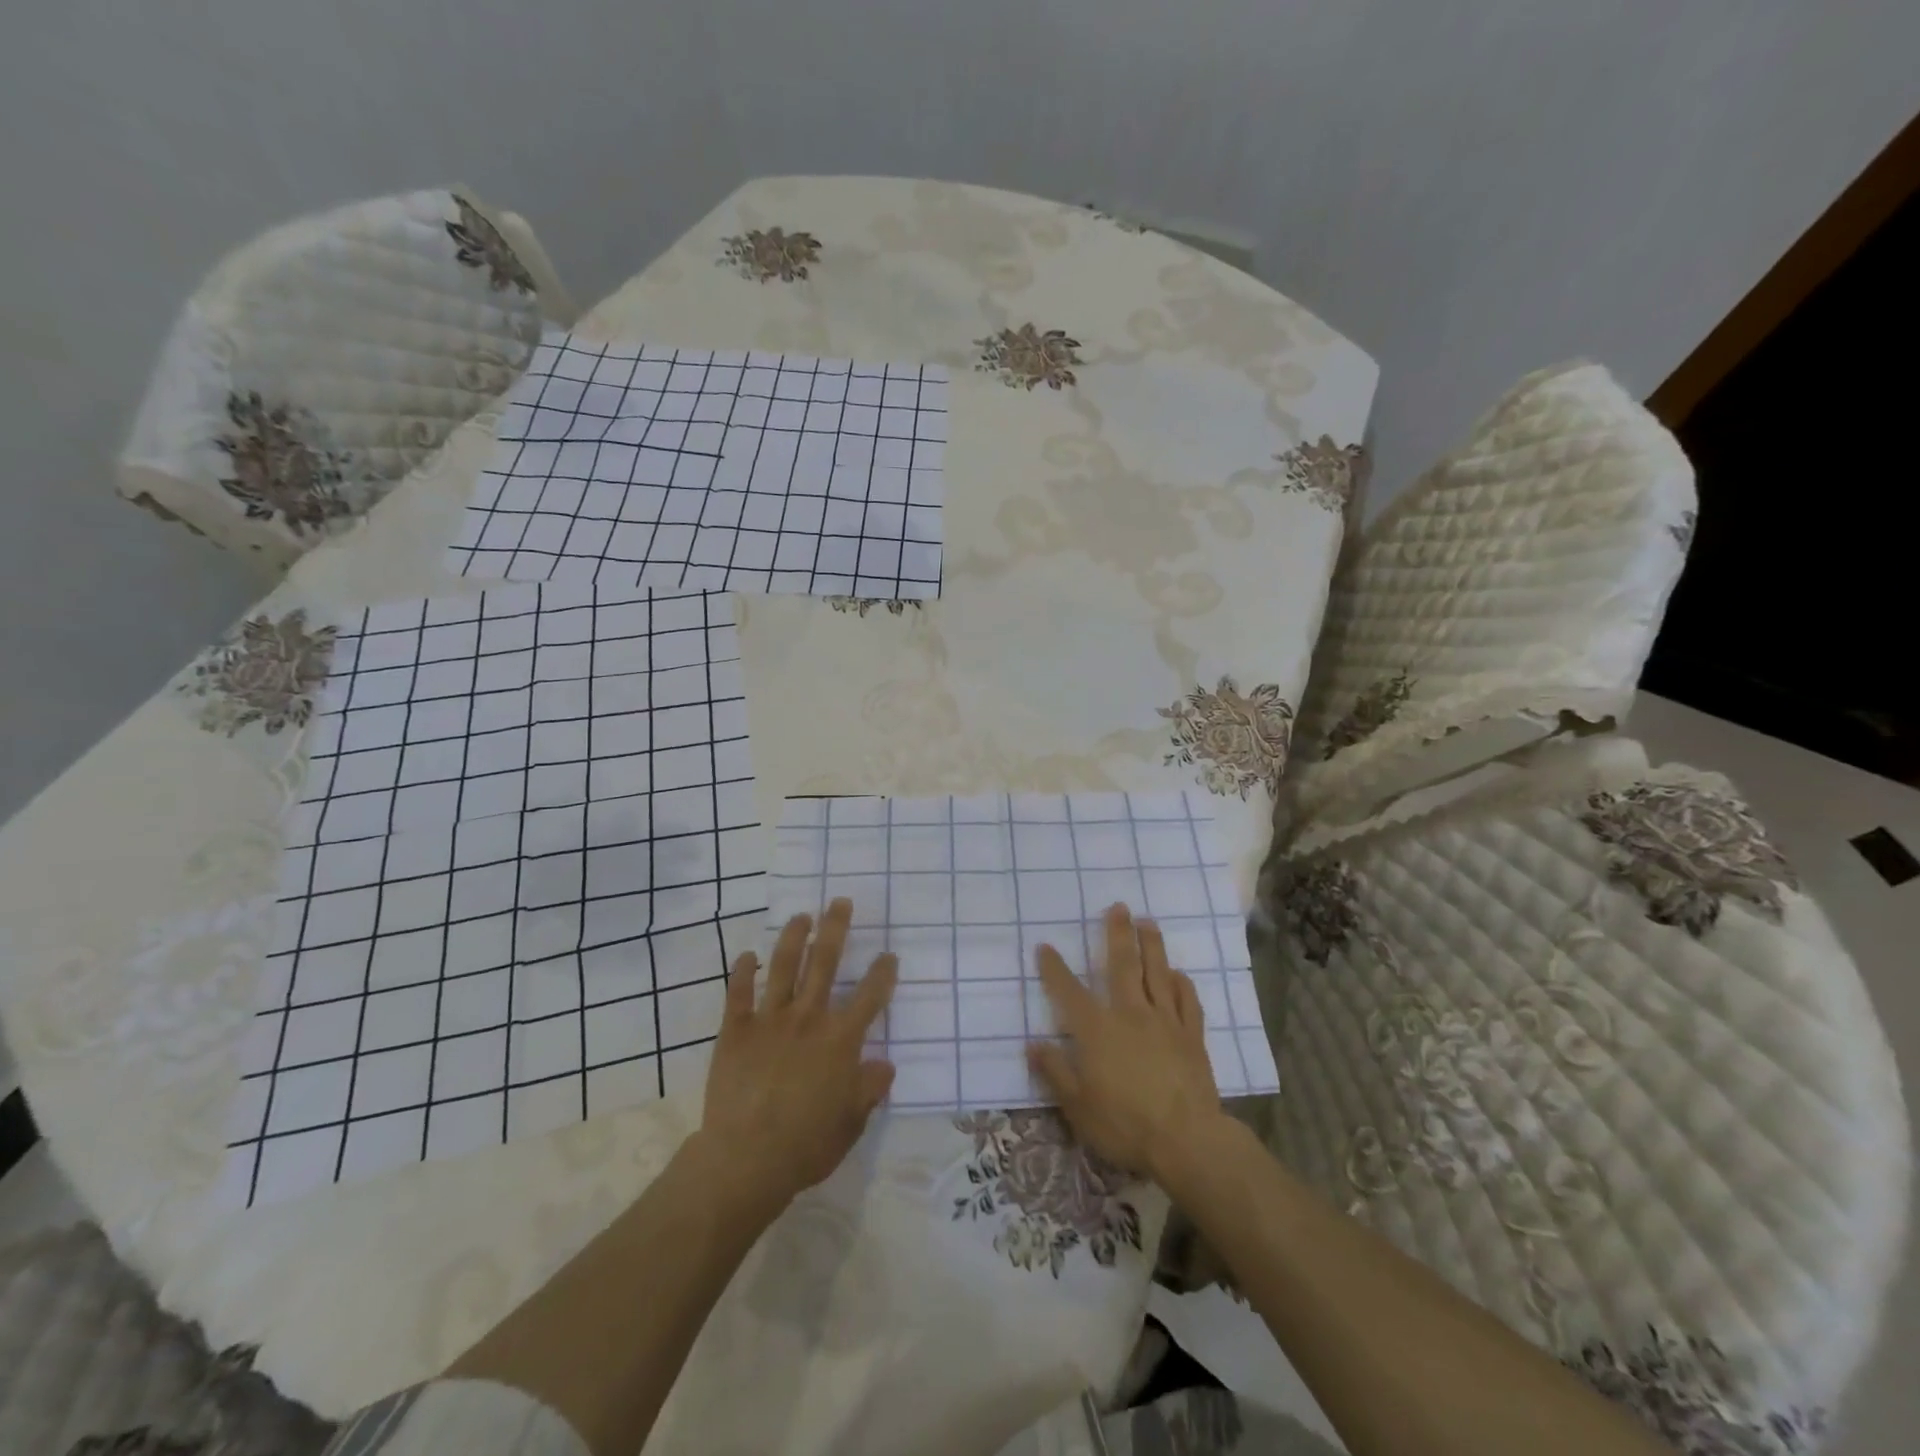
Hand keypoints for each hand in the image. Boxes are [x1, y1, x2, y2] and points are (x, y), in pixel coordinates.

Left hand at [690, 899, 897, 1217]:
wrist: (746, 1159)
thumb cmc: (806, 1144)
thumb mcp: (851, 1122)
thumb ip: (869, 1088)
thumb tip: (885, 1064)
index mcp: (841, 1040)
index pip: (870, 997)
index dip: (882, 973)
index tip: (888, 955)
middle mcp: (809, 1018)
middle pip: (825, 963)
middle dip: (835, 929)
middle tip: (840, 902)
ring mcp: (770, 1020)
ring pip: (784, 967)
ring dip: (793, 937)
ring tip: (801, 916)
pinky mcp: (736, 1030)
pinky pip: (739, 993)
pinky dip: (743, 971)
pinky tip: (747, 955)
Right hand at [1027, 903, 1223, 1181]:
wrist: (1187, 1140)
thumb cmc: (1125, 1124)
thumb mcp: (1077, 1106)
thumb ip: (1055, 1071)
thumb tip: (1032, 1044)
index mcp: (1098, 1030)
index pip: (1069, 992)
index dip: (1055, 968)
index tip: (1045, 946)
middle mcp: (1130, 1014)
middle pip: (1123, 965)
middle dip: (1117, 933)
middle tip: (1118, 906)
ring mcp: (1165, 1022)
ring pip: (1158, 974)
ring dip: (1152, 945)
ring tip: (1148, 922)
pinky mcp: (1192, 1036)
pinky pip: (1188, 1002)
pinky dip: (1183, 984)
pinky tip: (1179, 973)